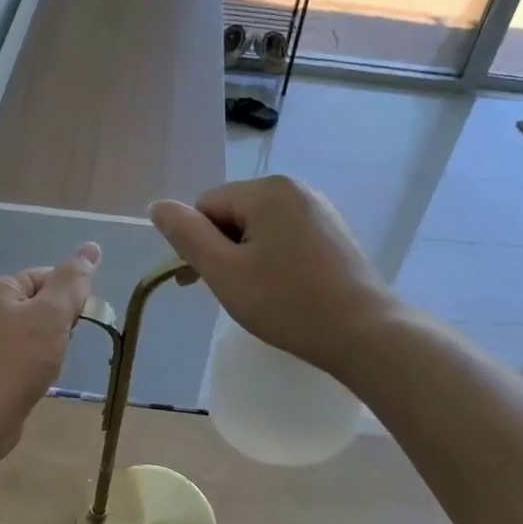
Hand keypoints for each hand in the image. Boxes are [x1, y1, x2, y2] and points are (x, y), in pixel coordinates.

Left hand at [0, 244, 100, 459]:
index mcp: (2, 288)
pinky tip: (42, 377)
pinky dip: (40, 363)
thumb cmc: (19, 359)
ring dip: (53, 345)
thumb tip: (91, 247)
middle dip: (62, 323)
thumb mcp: (52, 313)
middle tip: (62, 344)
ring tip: (52, 363)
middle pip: (44, 304)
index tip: (75, 322)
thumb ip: (73, 281)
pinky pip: (27, 354)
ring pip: (38, 332)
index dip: (70, 297)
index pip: (50, 277)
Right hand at [150, 176, 394, 374]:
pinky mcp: (335, 234)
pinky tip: (284, 291)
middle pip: (234, 214)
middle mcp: (296, 189)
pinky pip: (287, 238)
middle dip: (223, 250)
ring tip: (259, 296)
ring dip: (246, 258)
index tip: (200, 283)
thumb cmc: (287, 303)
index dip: (197, 244)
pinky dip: (274, 261)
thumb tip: (157, 205)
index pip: (207, 206)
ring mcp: (321, 211)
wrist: (364, 333)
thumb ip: (186, 235)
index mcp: (268, 190)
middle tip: (232, 293)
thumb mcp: (224, 271)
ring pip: (260, 228)